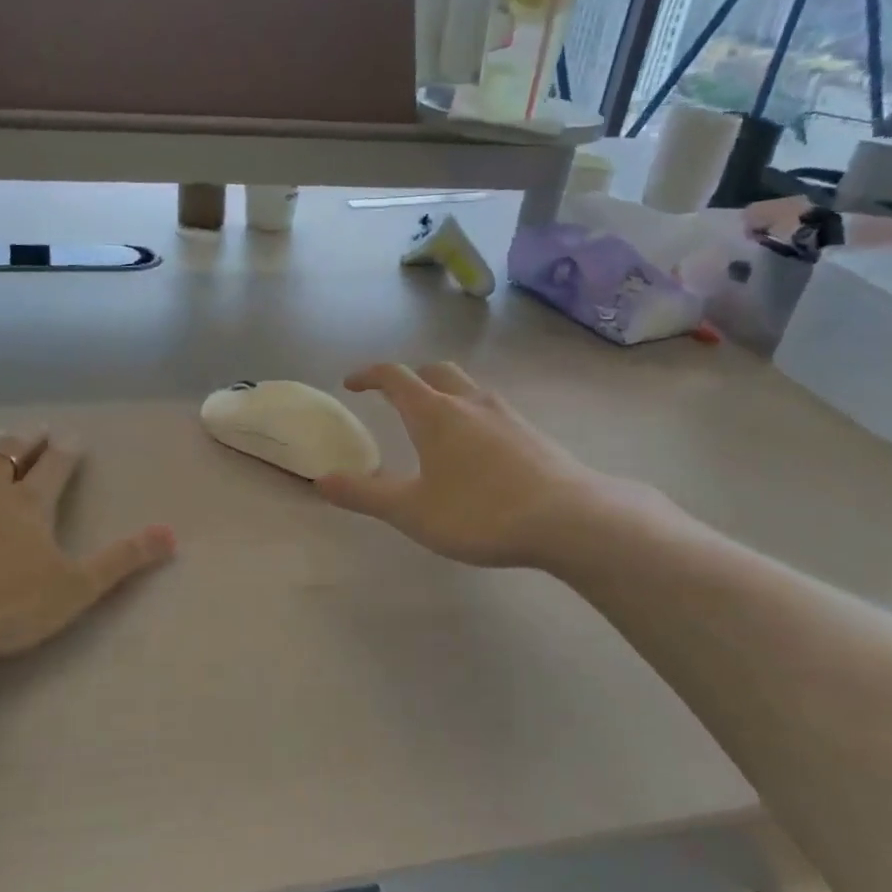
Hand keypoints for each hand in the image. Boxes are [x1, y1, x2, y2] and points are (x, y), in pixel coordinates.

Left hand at [0, 431, 175, 666]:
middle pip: (9, 452)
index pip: (55, 464)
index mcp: (32, 502)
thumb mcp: (77, 587)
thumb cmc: (9, 601)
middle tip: (35, 431)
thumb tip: (170, 534)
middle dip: (26, 440)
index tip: (72, 437)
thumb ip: (123, 559)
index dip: (66, 449)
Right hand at [314, 362, 660, 568]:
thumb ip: (364, 495)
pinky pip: (492, 411)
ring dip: (444, 394)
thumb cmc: (480, 513)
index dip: (369, 375)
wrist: (570, 519)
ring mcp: (506, 415)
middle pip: (435, 371)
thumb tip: (321, 480)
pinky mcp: (532, 434)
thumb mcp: (411, 511)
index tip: (351, 384)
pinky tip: (477, 452)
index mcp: (434, 413)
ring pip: (468, 388)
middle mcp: (470, 402)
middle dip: (410, 379)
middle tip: (394, 399)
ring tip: (435, 426)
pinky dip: (472, 416)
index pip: (394, 377)